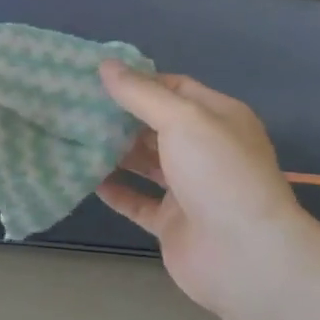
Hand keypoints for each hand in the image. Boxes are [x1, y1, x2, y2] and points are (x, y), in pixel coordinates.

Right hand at [95, 61, 319, 319]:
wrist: (244, 254)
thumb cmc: (218, 173)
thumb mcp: (182, 119)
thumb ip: (141, 93)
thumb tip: (106, 65)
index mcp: (218, 117)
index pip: (176, 87)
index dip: (140, 80)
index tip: (98, 76)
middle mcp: (205, 149)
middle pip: (158, 124)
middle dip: (121, 114)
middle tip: (76, 103)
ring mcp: (189, 188)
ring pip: (146, 162)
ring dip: (114, 150)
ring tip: (74, 134)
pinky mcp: (172, 222)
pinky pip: (138, 201)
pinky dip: (115, 189)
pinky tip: (85, 176)